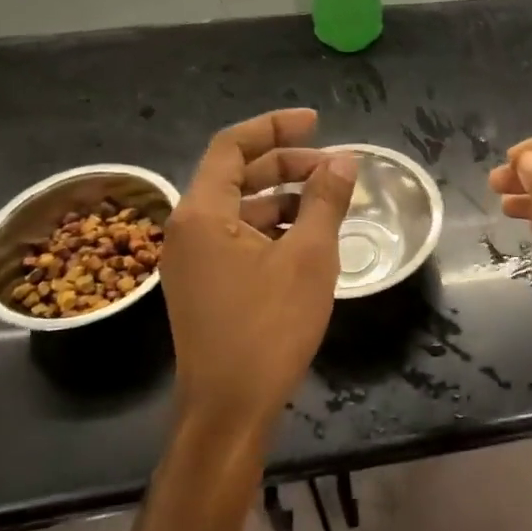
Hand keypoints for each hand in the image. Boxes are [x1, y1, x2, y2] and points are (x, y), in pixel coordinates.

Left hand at [161, 109, 357, 437]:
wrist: (229, 408)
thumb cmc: (269, 327)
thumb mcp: (309, 257)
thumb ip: (324, 201)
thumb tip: (344, 160)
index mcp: (202, 213)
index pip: (232, 146)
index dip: (274, 127)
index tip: (316, 122)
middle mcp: (188, 229)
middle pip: (237, 175)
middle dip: (286, 164)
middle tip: (334, 168)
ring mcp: (193, 260)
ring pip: (240, 209)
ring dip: (283, 197)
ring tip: (329, 203)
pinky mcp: (205, 285)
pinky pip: (239, 238)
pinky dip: (273, 228)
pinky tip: (308, 238)